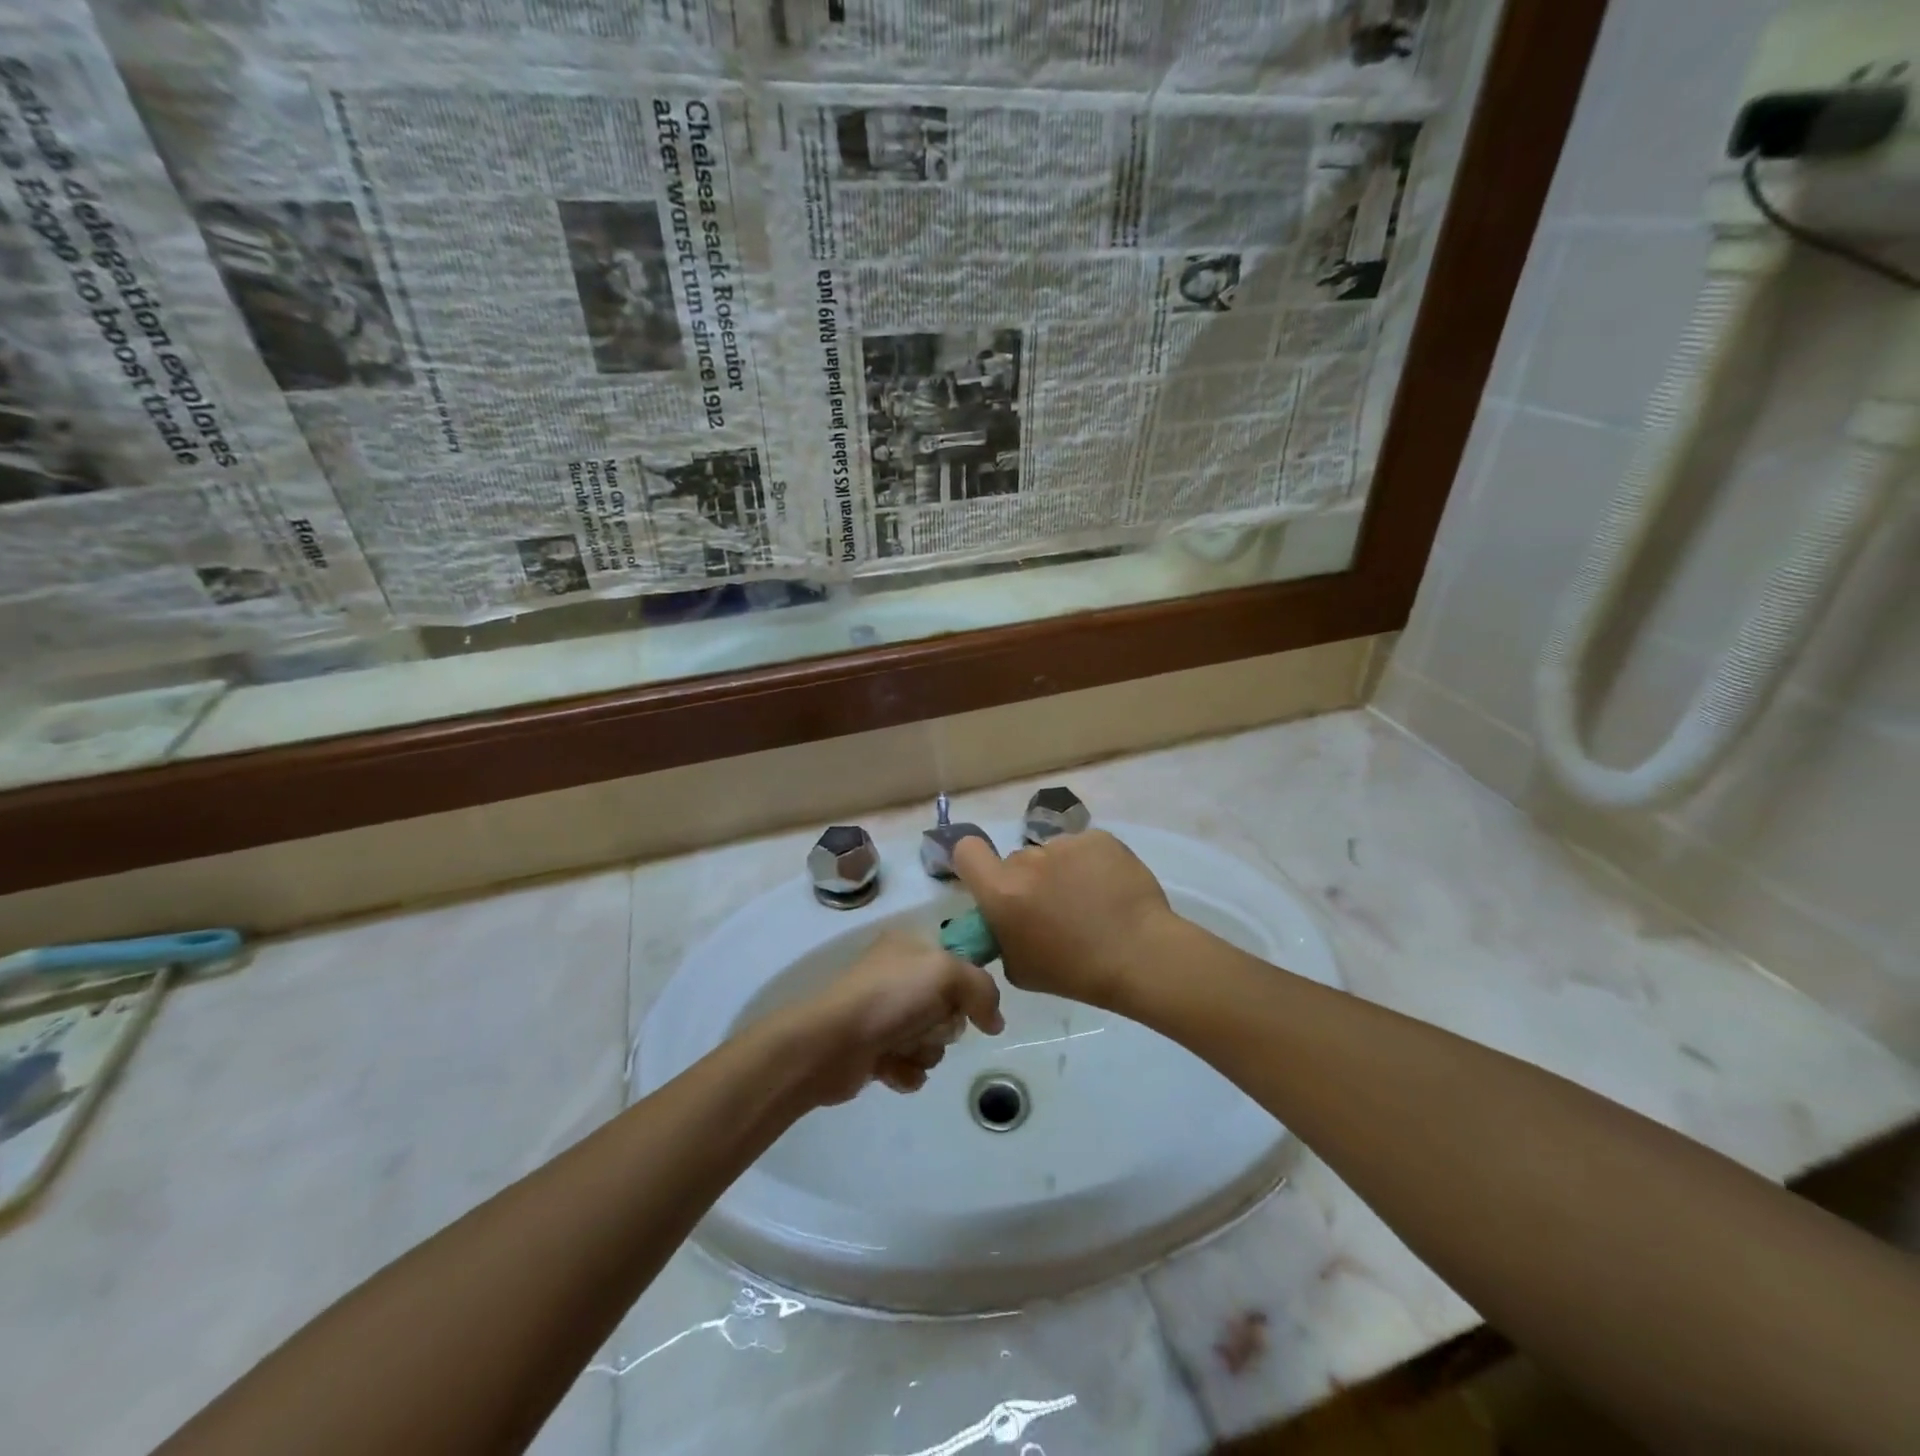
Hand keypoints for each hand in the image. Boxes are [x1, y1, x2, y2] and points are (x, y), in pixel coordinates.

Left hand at [772, 928, 1003, 1106]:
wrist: (830, 1043)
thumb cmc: (889, 997)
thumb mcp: (946, 973)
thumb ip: (982, 989)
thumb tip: (995, 1021)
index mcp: (910, 945)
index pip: (958, 961)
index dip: (968, 986)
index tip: (972, 1006)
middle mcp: (897, 975)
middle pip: (949, 1005)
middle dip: (944, 1025)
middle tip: (929, 1026)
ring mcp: (884, 1013)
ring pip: (932, 1038)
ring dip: (925, 1050)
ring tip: (903, 1049)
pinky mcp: (874, 1049)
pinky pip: (911, 1065)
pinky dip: (906, 1070)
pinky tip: (891, 1068)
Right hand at [951, 830, 1177, 1007]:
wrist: (1140, 955)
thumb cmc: (1075, 972)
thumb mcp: (1019, 968)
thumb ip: (1002, 935)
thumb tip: (1005, 920)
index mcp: (1001, 892)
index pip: (966, 851)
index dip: (973, 861)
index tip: (990, 880)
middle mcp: (1027, 860)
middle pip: (1017, 861)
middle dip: (1030, 880)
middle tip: (1055, 909)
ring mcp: (1065, 844)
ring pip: (1053, 855)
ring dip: (1062, 873)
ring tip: (1090, 902)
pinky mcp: (1098, 838)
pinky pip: (1085, 849)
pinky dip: (1092, 865)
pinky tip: (1110, 891)